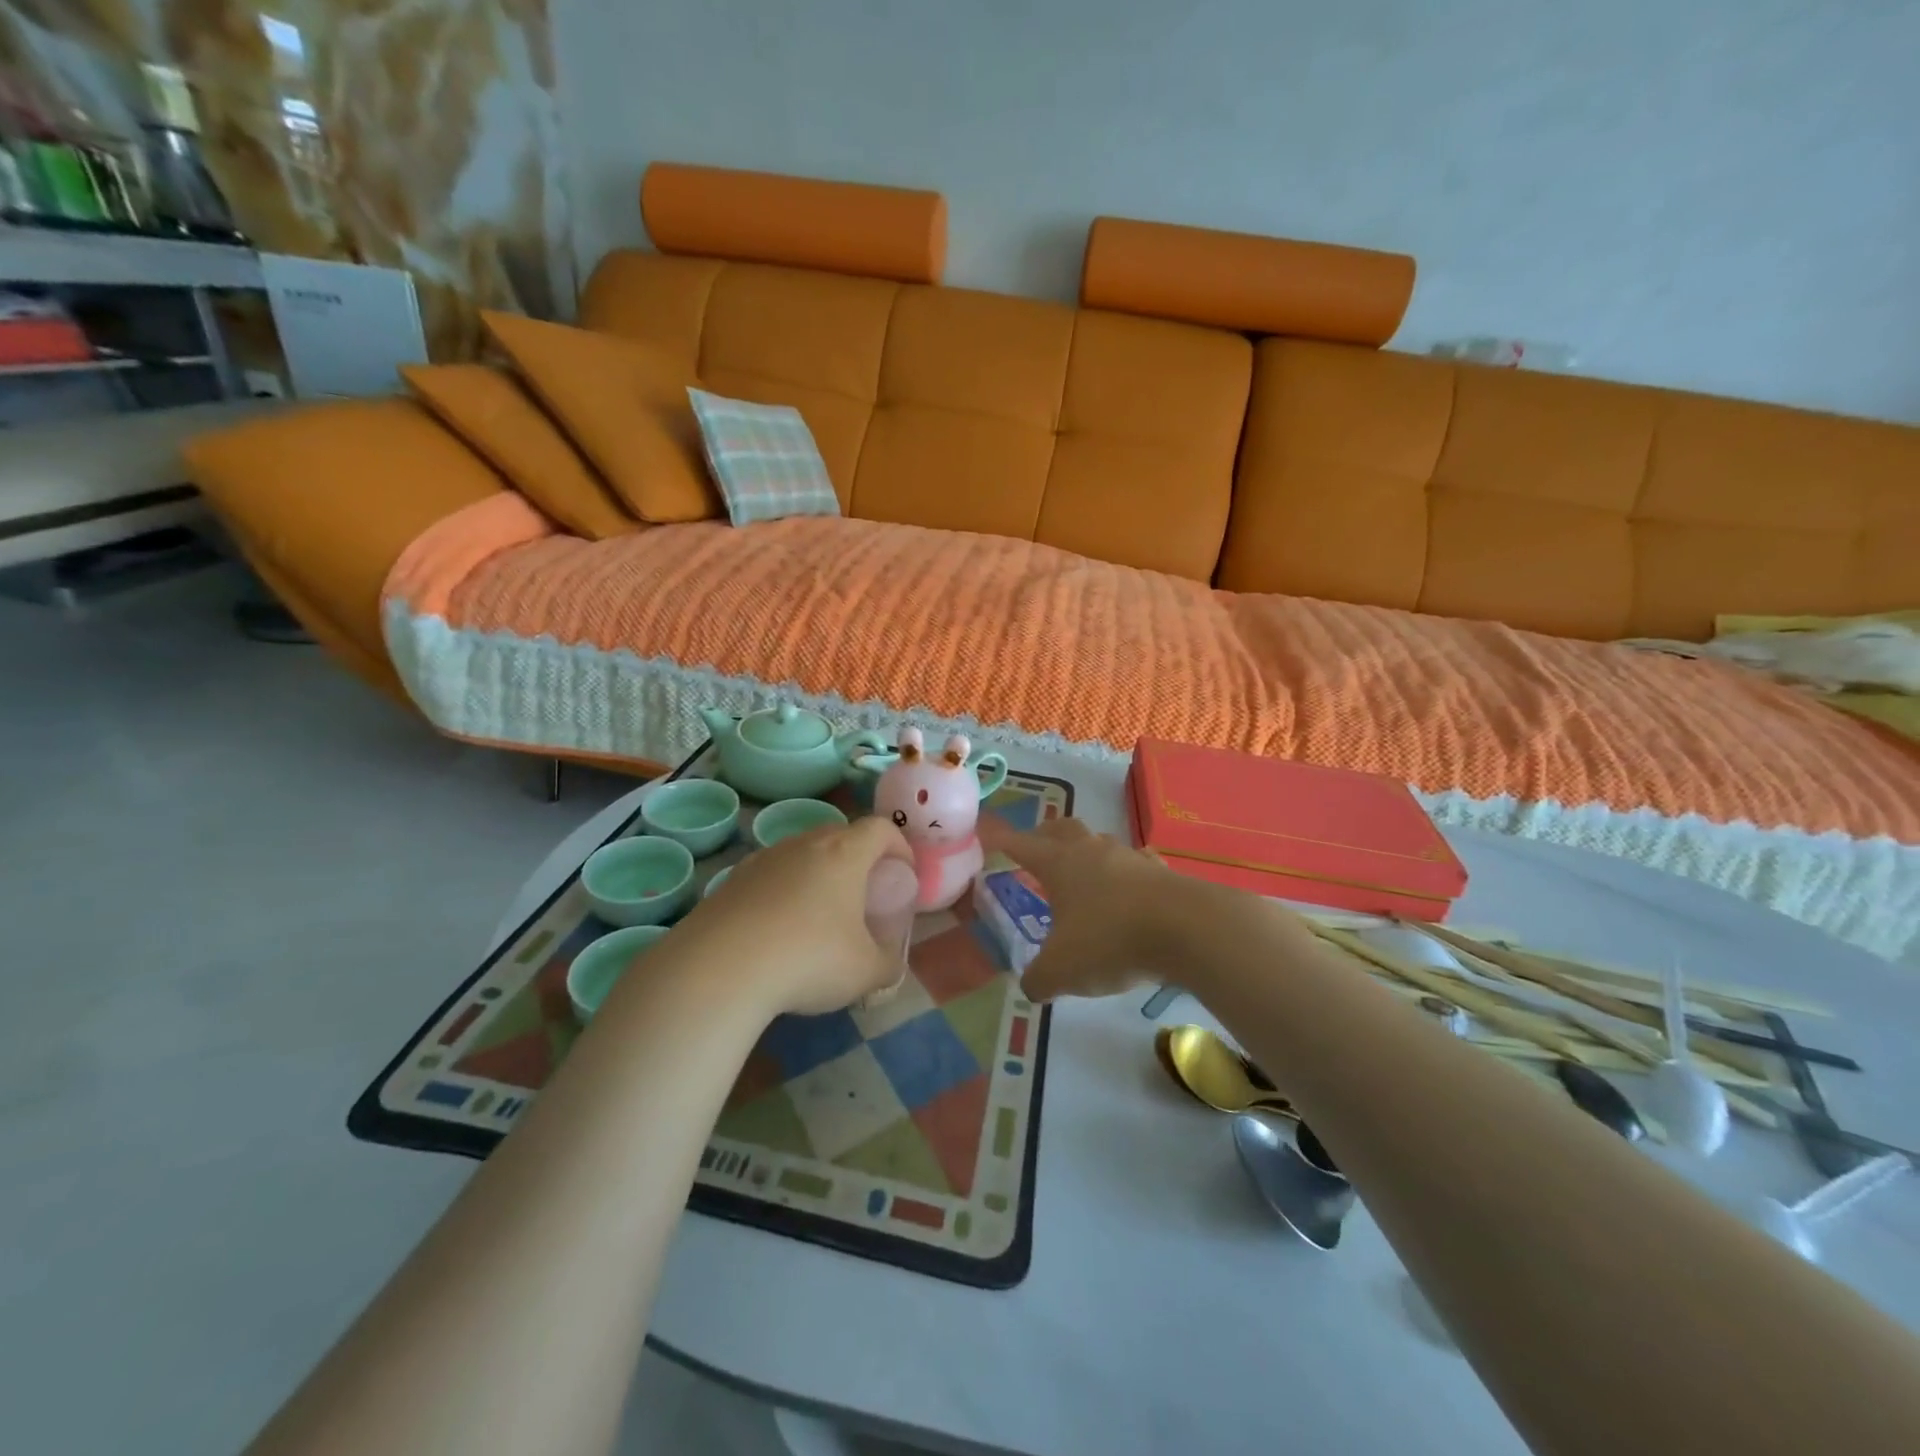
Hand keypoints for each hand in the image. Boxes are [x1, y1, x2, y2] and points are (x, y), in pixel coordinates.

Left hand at [672, 816, 914, 1016]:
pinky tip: (776, 930)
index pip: (880, 828)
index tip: (902, 874)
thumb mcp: (866, 972)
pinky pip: (769, 877)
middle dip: (857, 859)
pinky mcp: (731, 880)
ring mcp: (763, 859)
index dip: (898, 846)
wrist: (719, 969)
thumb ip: (888, 963)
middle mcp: (803, 844)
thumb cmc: (808, 959)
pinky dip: (781, 892)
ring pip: (800, 854)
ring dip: (815, 875)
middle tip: (862, 894)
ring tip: (817, 914)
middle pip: (839, 834)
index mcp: (844, 853)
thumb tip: (889, 963)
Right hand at [978, 816, 1189, 1001]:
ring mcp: (1129, 858)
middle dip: (1045, 836)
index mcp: (1059, 864)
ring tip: (1083, 875)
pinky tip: (1131, 891)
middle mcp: (1091, 851)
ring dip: (1087, 854)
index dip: (1002, 841)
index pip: (1021, 844)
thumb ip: (1038, 978)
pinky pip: (1137, 865)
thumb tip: (1032, 984)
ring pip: (1100, 844)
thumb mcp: (1062, 971)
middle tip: (1036, 848)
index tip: (988, 837)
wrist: (1188, 929)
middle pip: (1062, 829)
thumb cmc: (1111, 940)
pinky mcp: (1162, 872)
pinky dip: (1127, 874)